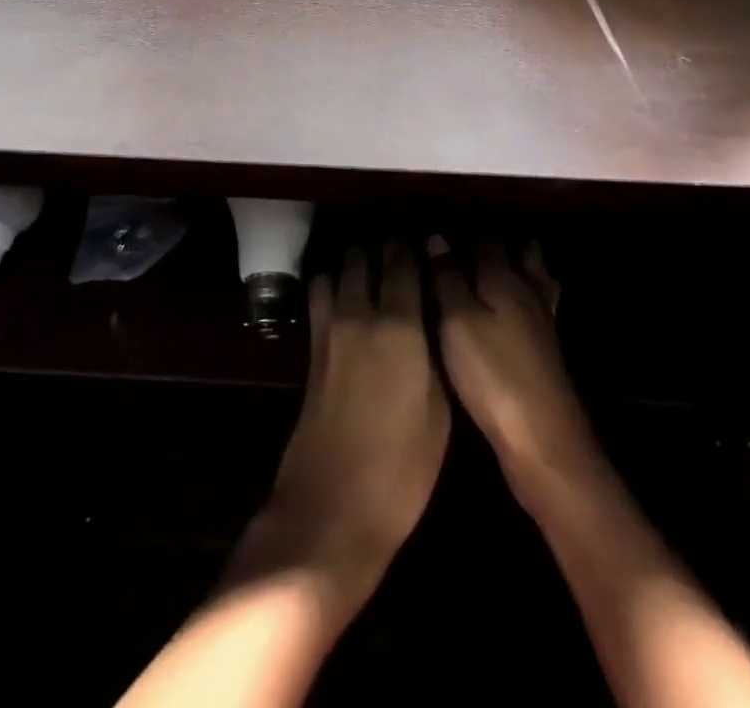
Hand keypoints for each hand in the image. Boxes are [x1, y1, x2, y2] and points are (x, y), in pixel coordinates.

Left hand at [235, 243, 449, 618]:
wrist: (331, 508)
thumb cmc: (401, 469)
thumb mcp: (440, 412)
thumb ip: (436, 353)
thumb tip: (435, 318)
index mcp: (399, 325)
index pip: (403, 261)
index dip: (414, 246)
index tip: (428, 241)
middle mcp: (358, 313)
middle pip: (364, 256)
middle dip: (382, 248)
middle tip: (402, 254)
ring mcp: (328, 328)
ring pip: (336, 269)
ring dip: (353, 262)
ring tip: (373, 271)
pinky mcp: (310, 348)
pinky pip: (320, 294)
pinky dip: (332, 284)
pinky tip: (345, 299)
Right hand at [430, 237, 598, 496]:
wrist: (544, 442)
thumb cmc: (492, 375)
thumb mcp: (456, 322)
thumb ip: (446, 278)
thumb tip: (436, 237)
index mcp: (503, 278)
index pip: (483, 238)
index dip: (461, 229)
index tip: (437, 223)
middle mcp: (527, 292)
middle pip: (518, 252)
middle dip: (496, 239)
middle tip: (466, 234)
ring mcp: (542, 322)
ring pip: (534, 277)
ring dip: (520, 261)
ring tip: (499, 256)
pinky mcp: (545, 351)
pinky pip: (537, 304)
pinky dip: (529, 293)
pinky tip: (519, 305)